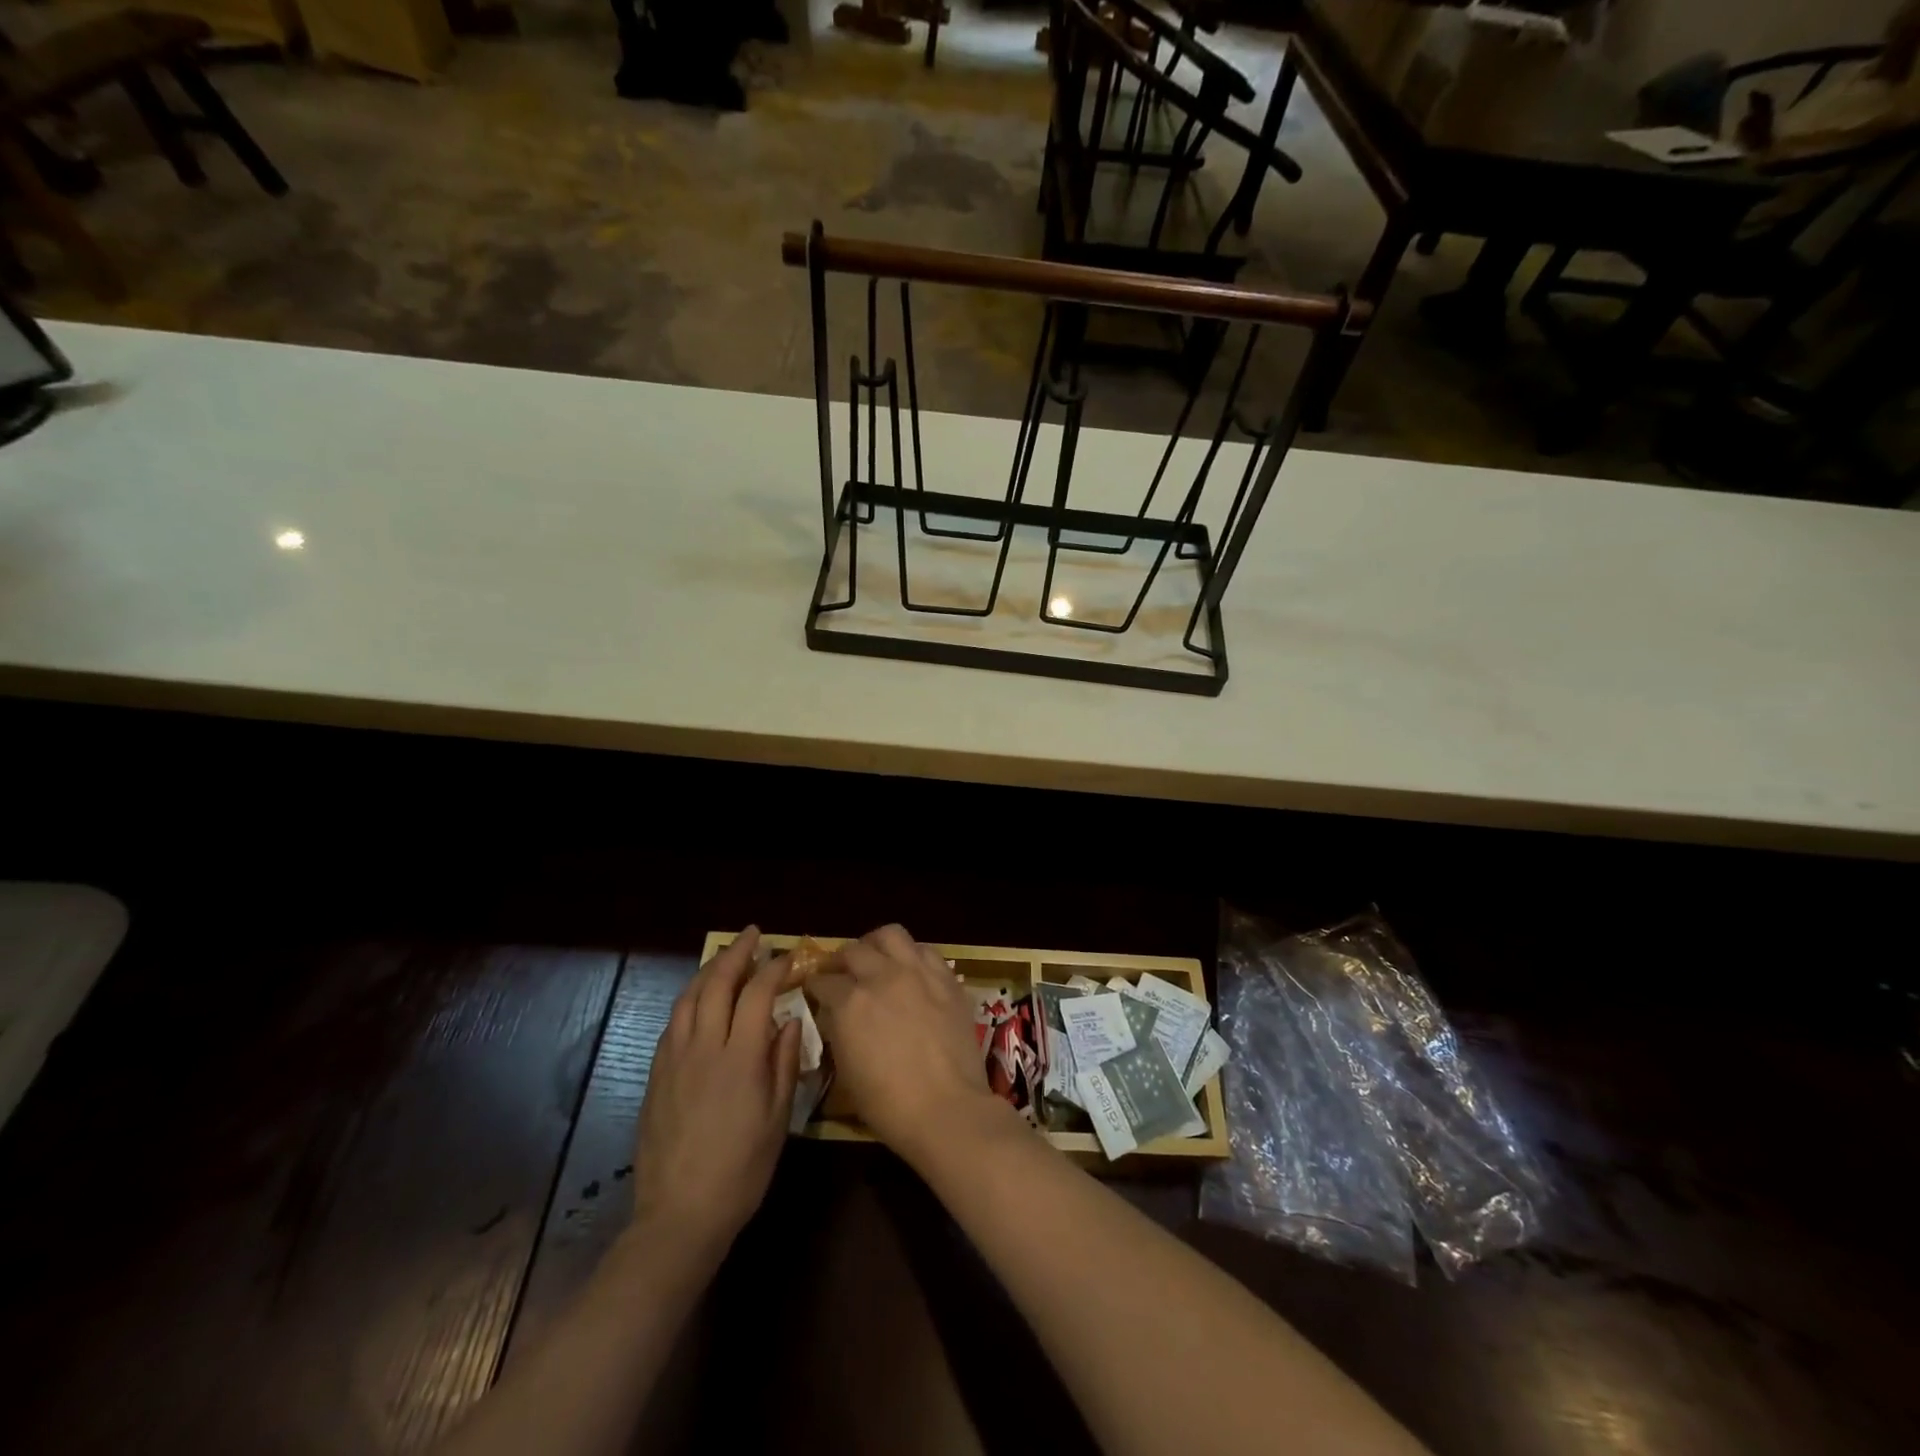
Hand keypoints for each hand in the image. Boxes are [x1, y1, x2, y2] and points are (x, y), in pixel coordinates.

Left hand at [630, 927, 800, 1264]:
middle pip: (717, 983)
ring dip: (708, 970)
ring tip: (725, 958)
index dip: (774, 968)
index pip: (758, 994)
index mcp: (740, 1058)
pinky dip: (689, 1000)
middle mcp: (703, 1048)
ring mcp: (674, 1060)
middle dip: (736, 953)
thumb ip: (785, 1063)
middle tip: (753, 936)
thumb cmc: (742, 1169)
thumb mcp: (778, 1119)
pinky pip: (672, 1023)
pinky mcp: (656, 1075)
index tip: (788, 956)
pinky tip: (699, 1001)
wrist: (681, 1214)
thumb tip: (790, 1020)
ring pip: (688, 998)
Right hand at [809, 924, 1012, 1168]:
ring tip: (875, 958)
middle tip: (841, 973)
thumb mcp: (846, 1070)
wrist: (946, 1108)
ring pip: (891, 935)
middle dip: (841, 960)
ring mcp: (917, 972)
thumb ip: (838, 1031)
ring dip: (876, 945)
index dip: (815, 985)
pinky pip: (925, 950)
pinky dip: (912, 954)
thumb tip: (836, 1014)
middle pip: (853, 950)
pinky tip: (910, 969)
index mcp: (850, 1002)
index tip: (815, 990)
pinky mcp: (946, 977)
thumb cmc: (888, 1104)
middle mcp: (882, 976)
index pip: (823, 981)